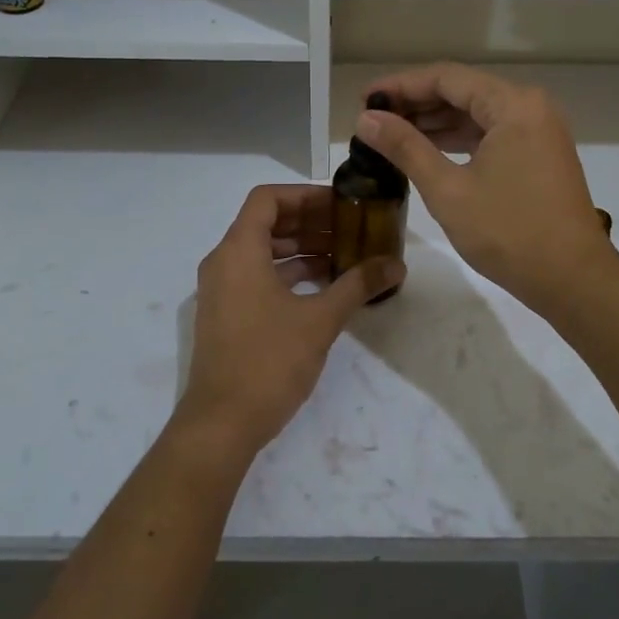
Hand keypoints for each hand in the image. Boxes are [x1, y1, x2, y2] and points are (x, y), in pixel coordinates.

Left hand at [176, 184, 404, 458]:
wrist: (222, 423)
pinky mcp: (227, 314)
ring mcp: (222, 290)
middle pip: (266, 223)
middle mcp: (224, 262)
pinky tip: (323, 285)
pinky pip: (258, 276)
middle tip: (351, 228)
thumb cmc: (268, 361)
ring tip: (344, 254)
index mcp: (239, 251)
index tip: (340, 204)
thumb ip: (358, 285)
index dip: (305, 195)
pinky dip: (289, 273)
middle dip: (310, 222)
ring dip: (301, 248)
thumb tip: (396, 265)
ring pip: (263, 251)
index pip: (267, 198)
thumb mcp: (320, 320)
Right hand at [354, 63, 618, 316]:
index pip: (446, 78)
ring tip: (390, 135)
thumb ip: (405, 148)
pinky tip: (428, 151)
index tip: (363, 98)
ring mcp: (539, 132)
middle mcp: (530, 107)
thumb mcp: (448, 190)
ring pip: (477, 114)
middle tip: (371, 118)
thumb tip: (365, 119)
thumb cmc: (509, 232)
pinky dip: (459, 140)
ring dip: (435, 122)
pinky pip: (492, 134)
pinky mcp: (540, 155)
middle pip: (463, 91)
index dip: (401, 85)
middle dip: (416, 103)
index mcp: (513, 105)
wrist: (573, 280)